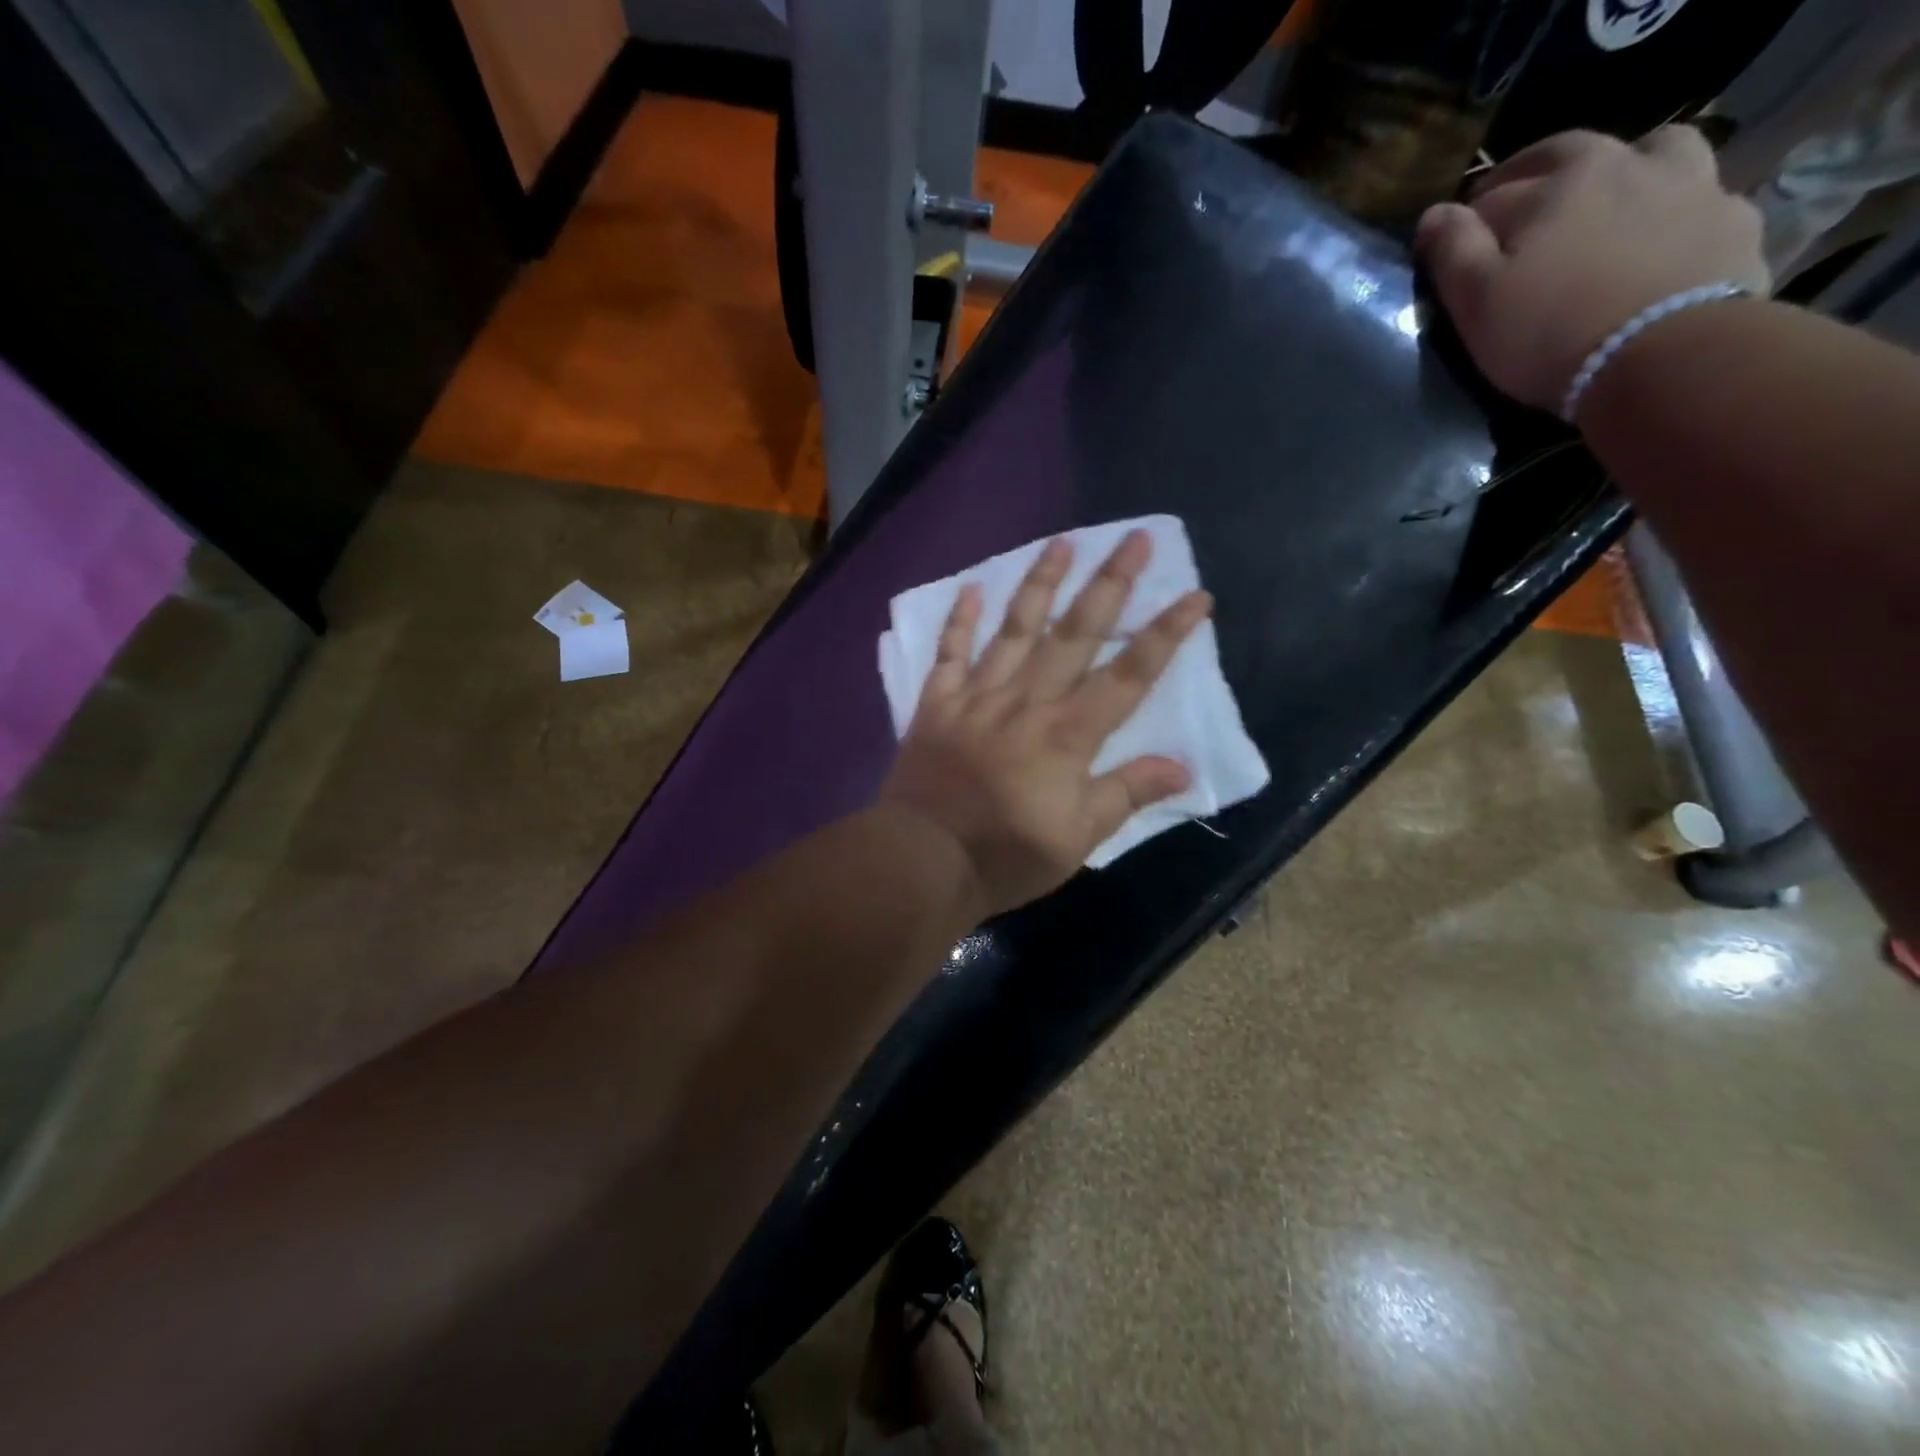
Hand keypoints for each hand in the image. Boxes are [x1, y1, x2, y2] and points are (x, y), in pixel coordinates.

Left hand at [879, 530, 1212, 917]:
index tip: (1195, 596)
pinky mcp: (937, 704)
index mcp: (1068, 734)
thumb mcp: (1078, 838)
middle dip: (1110, 584)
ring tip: (1062, 543)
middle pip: (1075, 634)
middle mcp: (1027, 701)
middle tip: (1135, 538)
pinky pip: (950, 653)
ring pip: (1015, 629)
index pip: (1128, 675)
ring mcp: (978, 697)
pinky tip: (973, 587)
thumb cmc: (1005, 855)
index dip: (1164, 634)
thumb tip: (1182, 766)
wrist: (922, 861)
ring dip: (1040, 584)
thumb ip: (1127, 794)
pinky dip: (960, 620)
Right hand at [1415, 126, 1768, 413]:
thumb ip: (1452, 250)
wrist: (1665, 356)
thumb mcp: (1476, 300)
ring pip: (1650, 154)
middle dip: (1535, 180)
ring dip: (1621, 170)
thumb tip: (1433, 214)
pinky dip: (1669, 208)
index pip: (1496, 192)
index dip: (1469, 220)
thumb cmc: (1548, 331)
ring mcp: (1690, 183)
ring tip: (1602, 206)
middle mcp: (1626, 162)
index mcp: (1558, 180)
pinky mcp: (1731, 218)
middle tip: (1517, 216)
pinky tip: (1656, 238)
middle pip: (1570, 156)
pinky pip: (1694, 196)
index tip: (1456, 248)